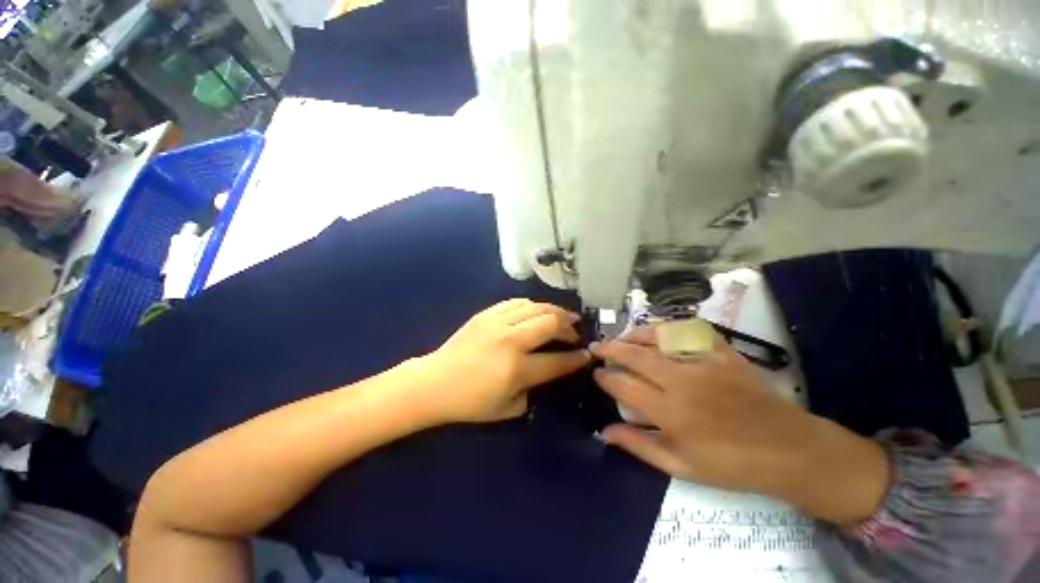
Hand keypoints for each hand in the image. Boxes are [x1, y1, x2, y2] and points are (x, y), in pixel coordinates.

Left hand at [415, 299, 589, 422]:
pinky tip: (537, 311)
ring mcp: (497, 323)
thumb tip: (549, 369)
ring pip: (536, 307)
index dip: (576, 358)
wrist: (434, 382)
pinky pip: (516, 302)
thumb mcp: (508, 409)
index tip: (586, 354)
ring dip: (554, 311)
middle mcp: (510, 341)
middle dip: (568, 327)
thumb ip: (534, 389)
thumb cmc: (470, 402)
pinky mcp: (486, 314)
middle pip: (550, 323)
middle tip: (574, 332)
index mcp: (516, 370)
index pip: (556, 360)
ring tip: (562, 317)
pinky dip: (532, 305)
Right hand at [592, 326, 888, 523]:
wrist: (788, 450)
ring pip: (657, 336)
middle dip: (610, 348)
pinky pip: (690, 329)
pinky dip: (670, 327)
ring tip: (623, 338)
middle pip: (634, 354)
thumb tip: (604, 431)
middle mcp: (682, 381)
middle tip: (598, 347)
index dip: (604, 377)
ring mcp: (705, 362)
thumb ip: (639, 446)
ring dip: (634, 334)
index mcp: (671, 412)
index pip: (623, 385)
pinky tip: (660, 333)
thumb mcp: (681, 467)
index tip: (596, 374)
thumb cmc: (731, 465)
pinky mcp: (723, 352)